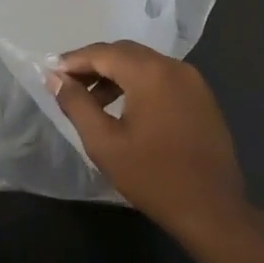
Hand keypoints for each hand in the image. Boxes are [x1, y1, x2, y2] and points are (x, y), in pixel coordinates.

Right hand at [52, 41, 250, 241]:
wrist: (212, 210)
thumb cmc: (152, 176)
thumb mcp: (104, 142)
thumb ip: (76, 104)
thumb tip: (55, 78)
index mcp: (150, 73)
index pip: (103, 53)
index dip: (74, 60)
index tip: (51, 73)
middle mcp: (174, 67)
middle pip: (125, 52)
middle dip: (94, 64)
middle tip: (68, 84)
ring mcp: (193, 81)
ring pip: (145, 64)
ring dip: (116, 74)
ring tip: (93, 101)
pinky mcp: (202, 97)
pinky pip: (163, 78)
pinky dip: (139, 84)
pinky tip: (125, 108)